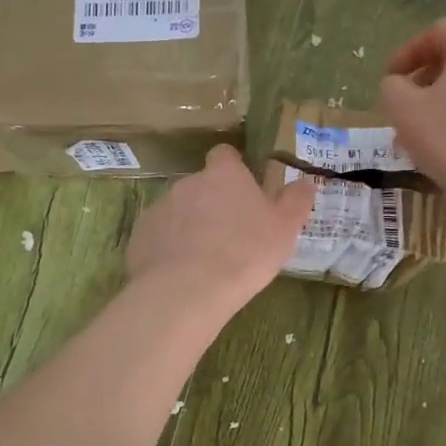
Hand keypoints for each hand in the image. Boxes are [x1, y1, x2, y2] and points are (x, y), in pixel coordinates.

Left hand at [127, 145, 315, 315]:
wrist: (187, 290)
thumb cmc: (245, 253)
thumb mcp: (284, 229)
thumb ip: (296, 201)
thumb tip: (306, 181)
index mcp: (223, 175)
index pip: (225, 155)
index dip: (234, 169)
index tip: (244, 190)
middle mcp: (187, 183)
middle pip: (202, 186)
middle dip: (213, 203)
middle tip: (230, 235)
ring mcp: (160, 208)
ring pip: (179, 211)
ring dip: (190, 226)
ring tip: (205, 260)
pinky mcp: (140, 236)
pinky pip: (159, 236)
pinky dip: (169, 248)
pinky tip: (181, 274)